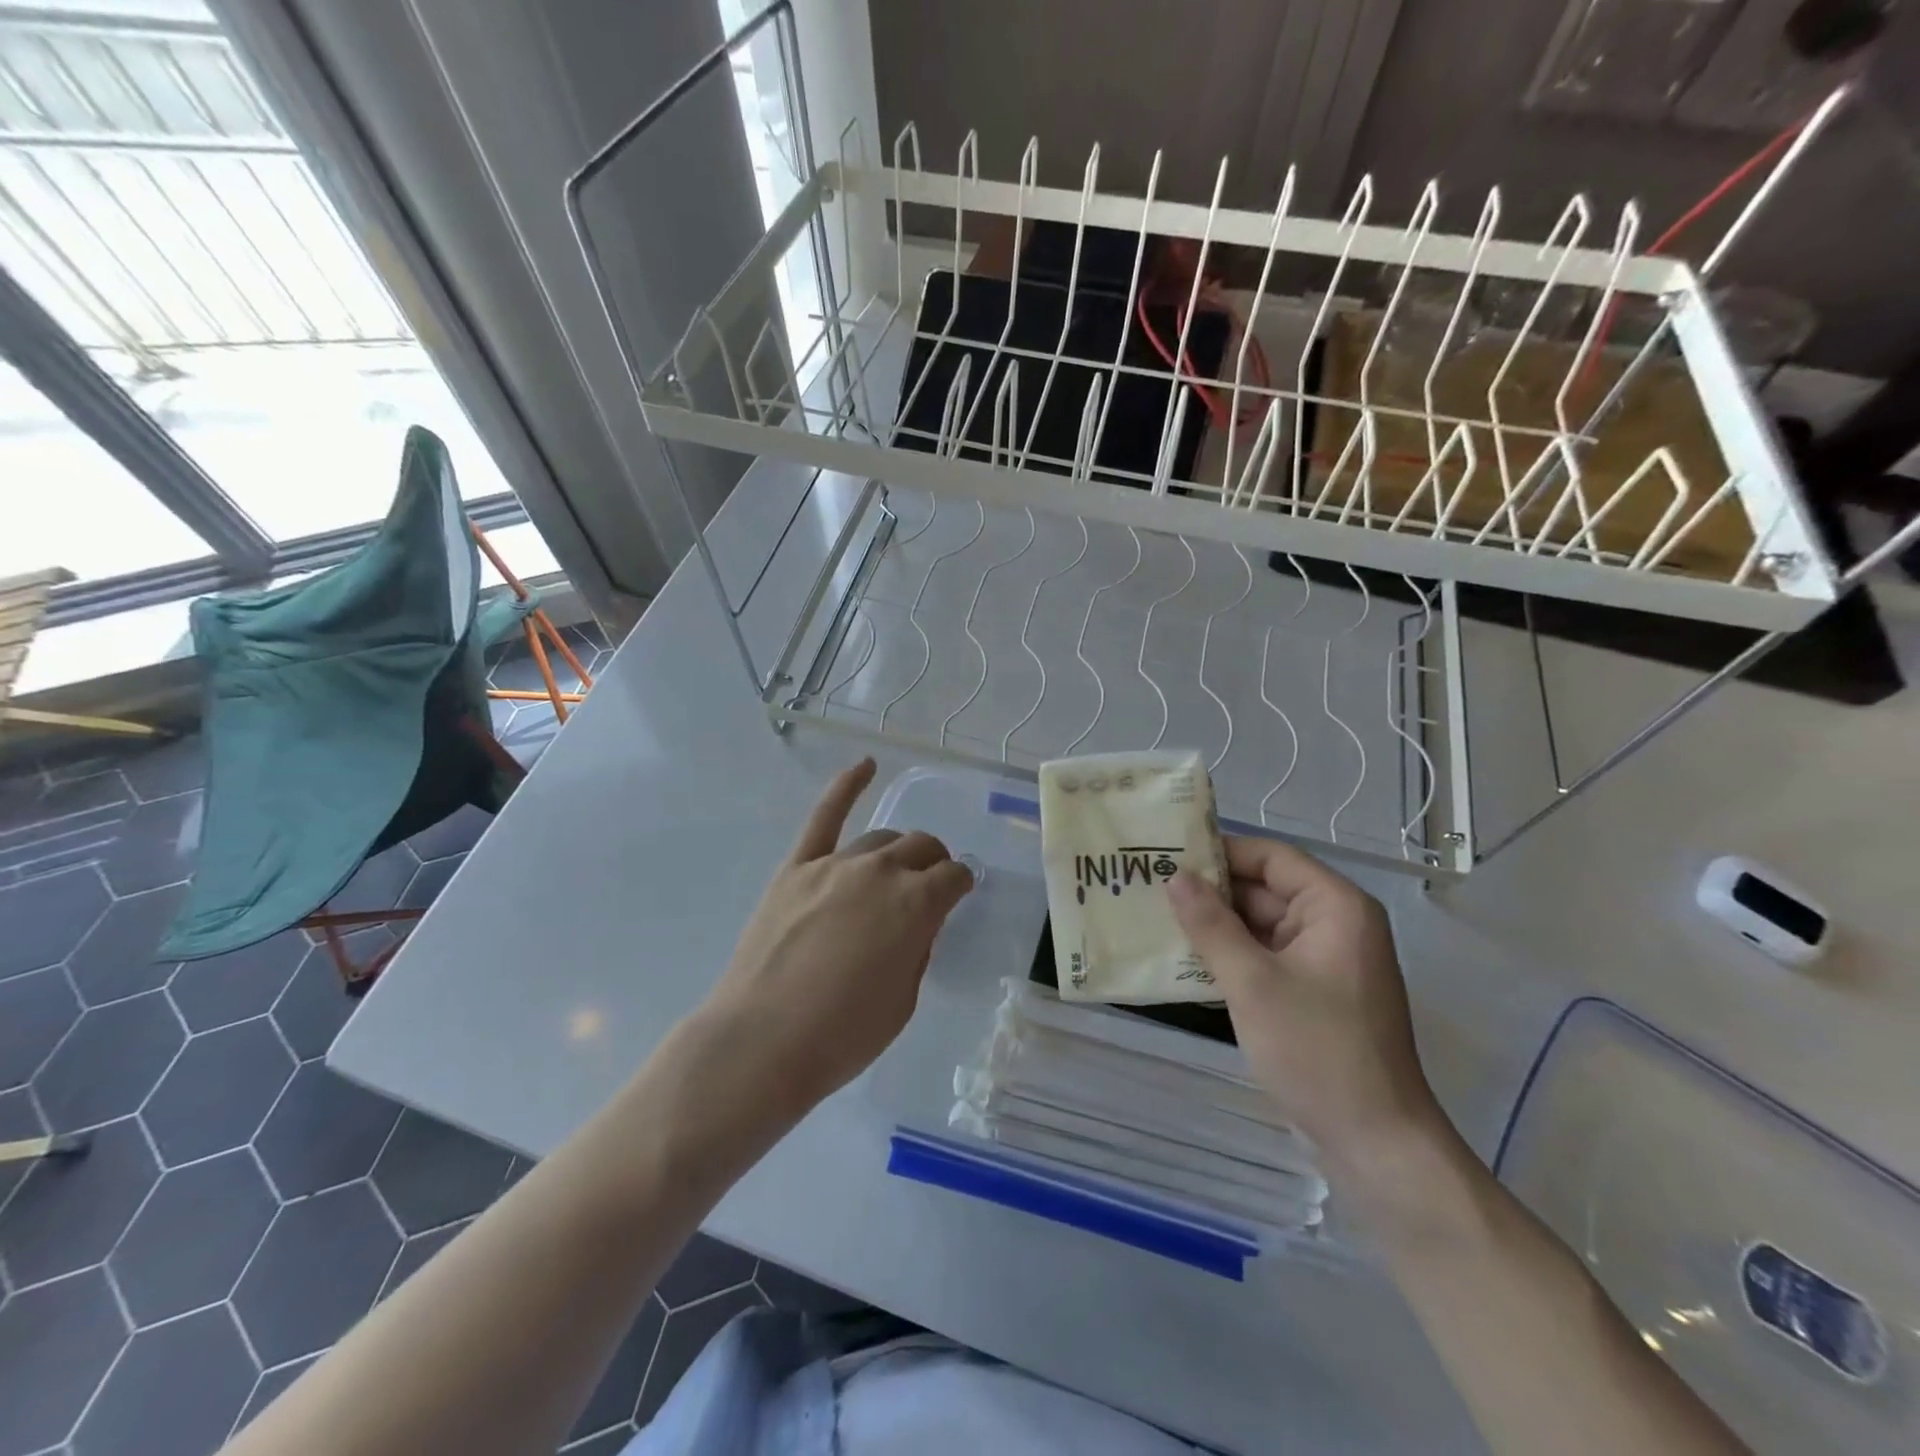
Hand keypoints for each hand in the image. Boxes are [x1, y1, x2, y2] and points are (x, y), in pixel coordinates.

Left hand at [703, 758, 973, 1105]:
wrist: (762, 1042)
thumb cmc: (842, 1035)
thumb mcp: (903, 1000)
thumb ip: (917, 949)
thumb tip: (916, 923)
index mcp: (916, 905)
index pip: (954, 877)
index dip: (961, 885)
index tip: (959, 894)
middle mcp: (880, 872)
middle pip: (921, 847)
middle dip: (934, 863)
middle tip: (930, 885)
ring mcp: (835, 864)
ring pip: (881, 838)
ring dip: (898, 850)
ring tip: (896, 867)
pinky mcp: (796, 868)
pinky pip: (825, 816)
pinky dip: (847, 786)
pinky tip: (866, 765)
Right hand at [1167, 837, 1439, 1164]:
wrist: (1374, 1143)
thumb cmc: (1317, 1050)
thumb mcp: (1252, 982)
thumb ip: (1210, 925)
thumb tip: (1174, 877)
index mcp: (1335, 908)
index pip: (1271, 857)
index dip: (1220, 851)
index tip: (1166, 852)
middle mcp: (1333, 925)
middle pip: (1264, 889)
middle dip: (1210, 890)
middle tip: (1148, 885)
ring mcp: (1323, 962)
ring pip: (1259, 926)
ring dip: (1214, 925)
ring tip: (1154, 917)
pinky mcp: (1311, 993)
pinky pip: (1264, 957)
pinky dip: (1228, 956)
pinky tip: (1182, 960)